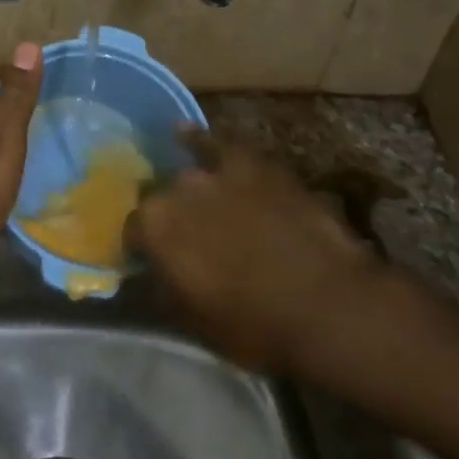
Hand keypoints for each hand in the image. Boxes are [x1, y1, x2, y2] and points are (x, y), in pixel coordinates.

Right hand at [130, 129, 402, 379]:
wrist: (326, 304)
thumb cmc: (255, 324)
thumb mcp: (195, 322)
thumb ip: (165, 288)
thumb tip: (154, 273)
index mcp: (154, 228)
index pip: (132, 232)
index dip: (141, 248)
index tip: (150, 262)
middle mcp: (176, 189)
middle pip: (161, 199)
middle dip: (168, 217)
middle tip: (184, 240)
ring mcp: (215, 171)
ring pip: (189, 174)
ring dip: (189, 190)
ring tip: (193, 199)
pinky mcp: (253, 163)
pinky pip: (219, 144)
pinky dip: (202, 140)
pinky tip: (187, 133)